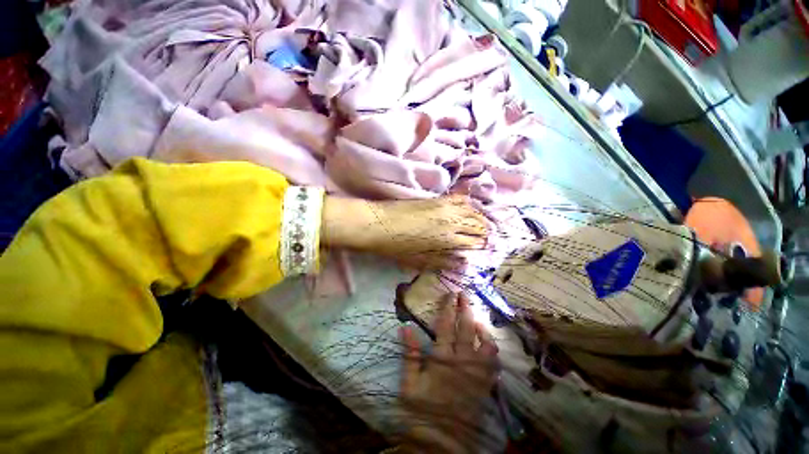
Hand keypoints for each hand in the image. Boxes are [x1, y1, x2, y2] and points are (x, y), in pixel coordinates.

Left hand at [322, 195, 490, 270]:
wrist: (378, 224)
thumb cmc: (397, 247)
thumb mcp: (420, 260)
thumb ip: (444, 261)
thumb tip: (462, 263)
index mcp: (448, 239)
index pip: (474, 242)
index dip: (482, 246)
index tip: (486, 249)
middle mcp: (451, 221)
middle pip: (477, 225)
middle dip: (485, 233)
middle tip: (489, 238)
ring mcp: (444, 207)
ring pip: (472, 211)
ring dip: (481, 218)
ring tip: (485, 224)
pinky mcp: (436, 199)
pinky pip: (459, 199)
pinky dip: (469, 204)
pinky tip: (470, 208)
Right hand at [398, 293, 498, 452]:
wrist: (442, 442)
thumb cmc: (422, 410)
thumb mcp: (409, 383)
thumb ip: (410, 354)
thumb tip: (405, 328)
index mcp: (442, 359)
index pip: (446, 326)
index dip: (448, 308)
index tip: (450, 295)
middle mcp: (462, 361)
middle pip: (467, 329)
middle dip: (466, 309)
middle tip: (465, 295)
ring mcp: (477, 373)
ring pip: (486, 344)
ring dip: (483, 328)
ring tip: (478, 318)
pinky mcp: (485, 385)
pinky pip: (495, 364)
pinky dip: (493, 350)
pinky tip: (488, 343)